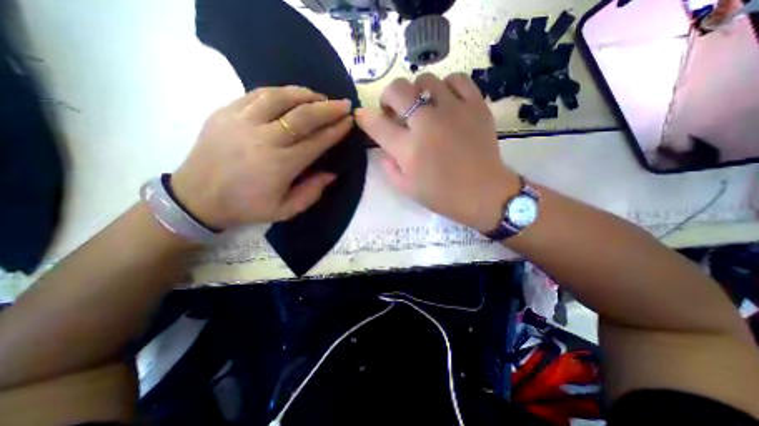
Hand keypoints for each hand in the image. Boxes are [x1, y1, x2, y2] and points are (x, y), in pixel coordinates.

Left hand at [171, 83, 353, 229]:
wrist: (198, 197)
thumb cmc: (247, 206)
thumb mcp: (285, 210)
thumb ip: (312, 193)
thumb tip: (332, 173)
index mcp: (280, 165)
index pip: (317, 141)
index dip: (336, 130)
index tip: (349, 122)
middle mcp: (264, 139)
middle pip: (303, 116)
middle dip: (329, 109)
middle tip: (344, 104)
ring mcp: (243, 121)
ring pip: (281, 98)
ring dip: (306, 95)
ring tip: (321, 97)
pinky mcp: (226, 112)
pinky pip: (258, 94)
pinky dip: (280, 92)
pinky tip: (292, 94)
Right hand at [357, 74, 522, 231]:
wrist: (483, 193)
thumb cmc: (442, 195)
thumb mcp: (407, 188)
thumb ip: (389, 167)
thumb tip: (383, 148)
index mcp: (408, 149)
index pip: (377, 125)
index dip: (364, 117)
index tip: (362, 115)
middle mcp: (427, 124)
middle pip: (398, 90)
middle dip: (388, 96)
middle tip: (394, 110)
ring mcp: (453, 111)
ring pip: (426, 80)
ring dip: (417, 92)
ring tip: (422, 107)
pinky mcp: (476, 106)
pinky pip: (457, 79)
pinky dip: (447, 87)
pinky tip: (446, 101)